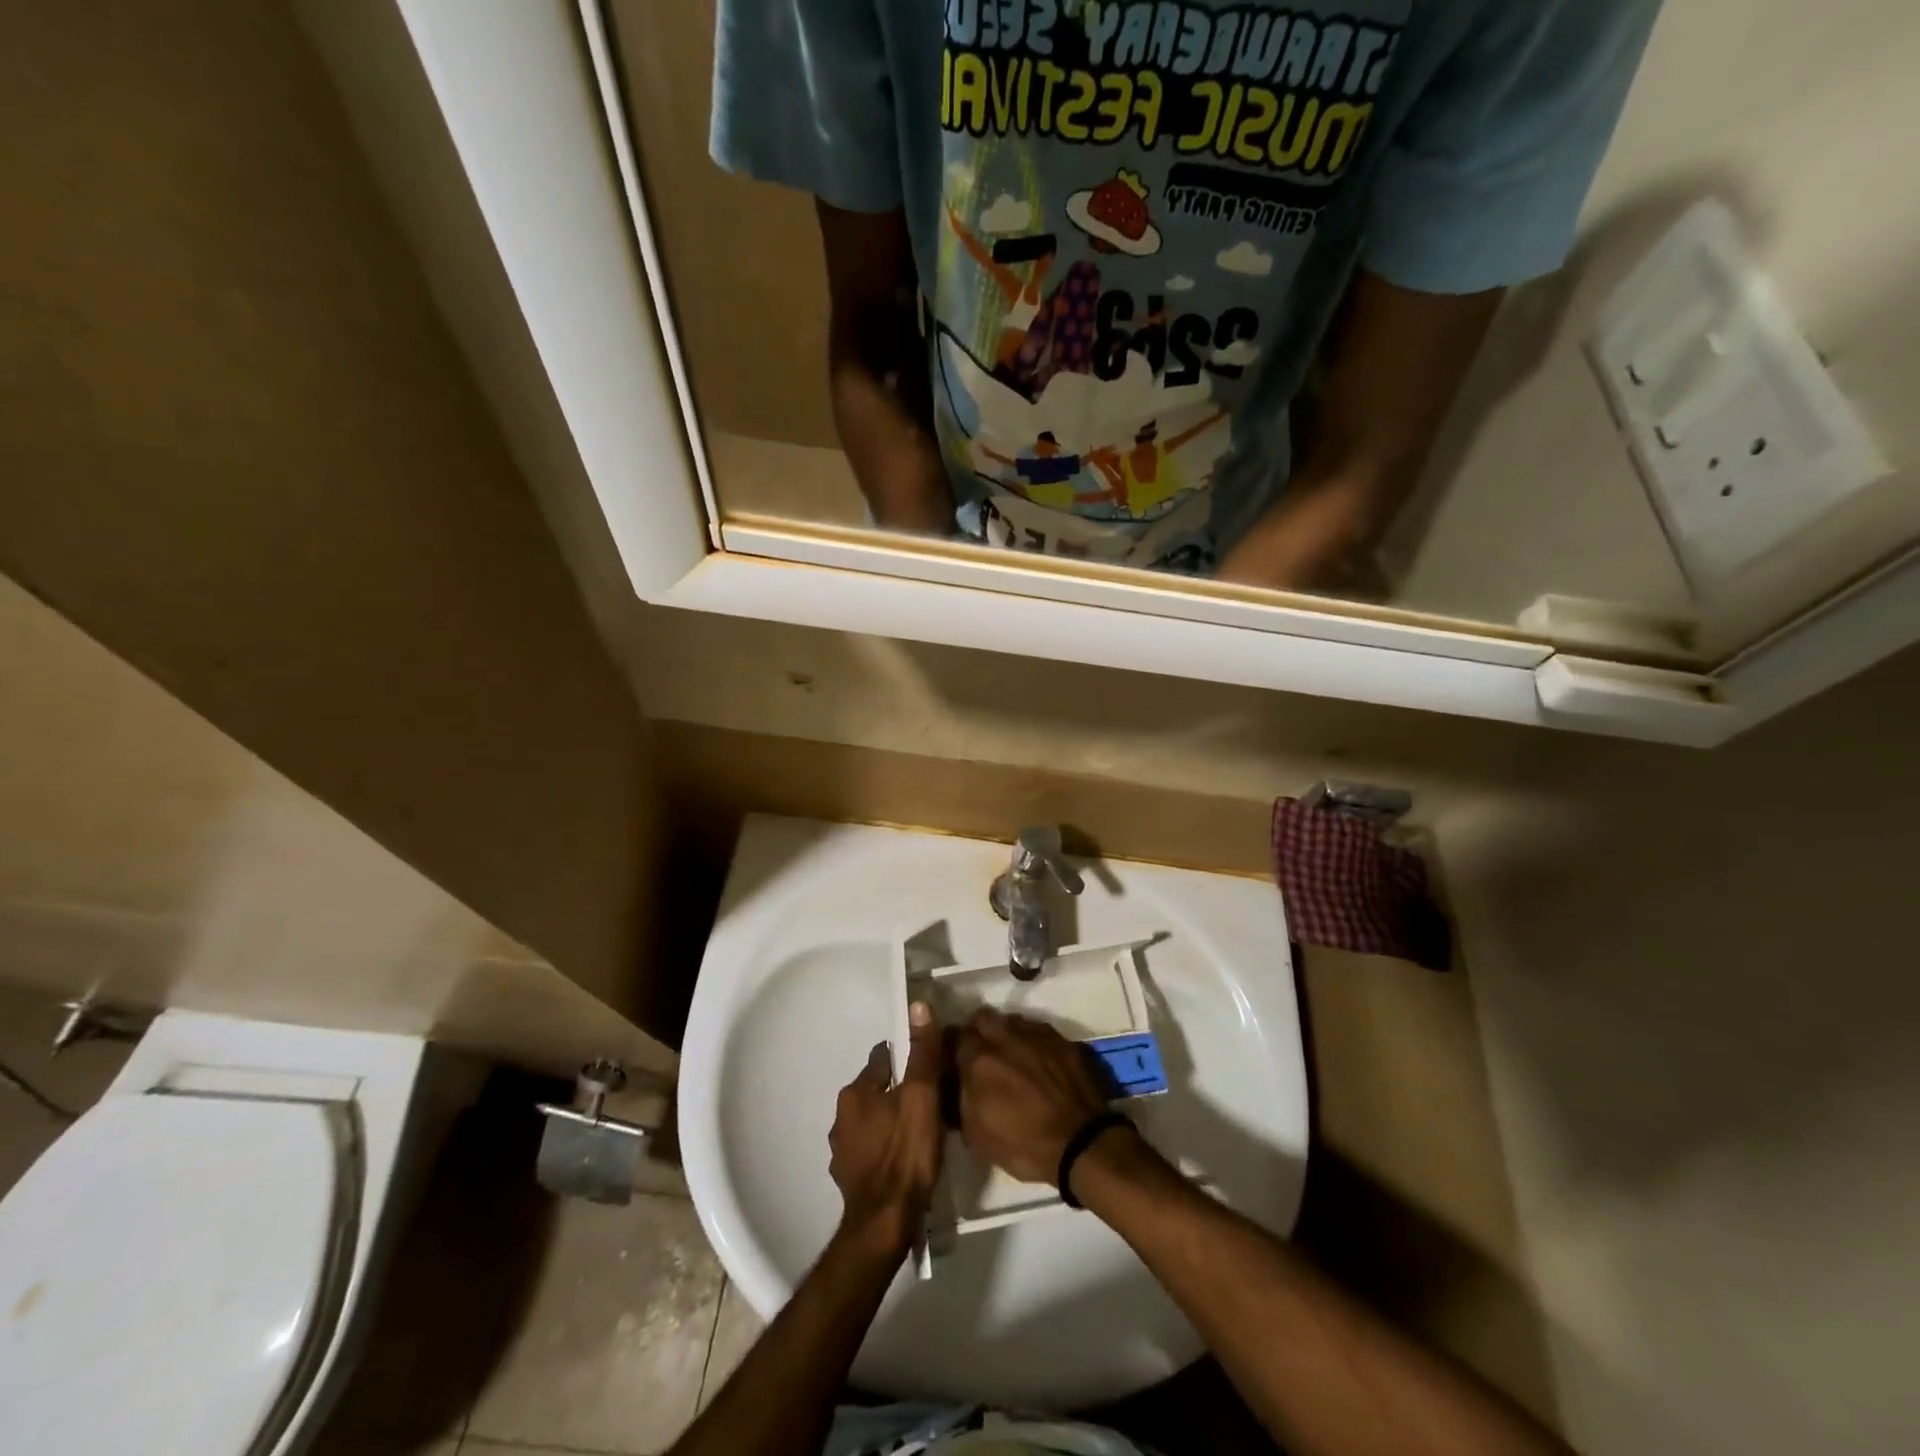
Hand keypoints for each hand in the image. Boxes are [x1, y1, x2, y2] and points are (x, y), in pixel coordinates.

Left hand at [828, 1001, 943, 1256]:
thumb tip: (918, 1004)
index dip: (906, 1059)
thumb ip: (922, 1052)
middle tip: (928, 1099)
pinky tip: (901, 1159)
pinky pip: (869, 1150)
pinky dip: (882, 1148)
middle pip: (875, 1089)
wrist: (883, 1225)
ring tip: (917, 1129)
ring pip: (870, 1120)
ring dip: (888, 1120)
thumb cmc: (906, 1154)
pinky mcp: (847, 1178)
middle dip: (897, 1090)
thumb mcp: (922, 1097)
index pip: (883, 1059)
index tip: (927, 1066)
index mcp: (857, 1091)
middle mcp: (841, 1115)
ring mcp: (841, 1149)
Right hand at [955, 1007, 1108, 1185]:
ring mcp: (1035, 1034)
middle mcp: (1004, 1036)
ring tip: (1010, 1055)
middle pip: (981, 1017)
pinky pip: (1036, 1029)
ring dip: (1004, 1032)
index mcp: (979, 1059)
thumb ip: (959, 1099)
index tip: (954, 1061)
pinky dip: (1030, 1039)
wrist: (1080, 1143)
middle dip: (977, 1031)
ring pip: (1010, 1020)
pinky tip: (1035, 1059)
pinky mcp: (1060, 1038)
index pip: (953, 1036)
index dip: (952, 1048)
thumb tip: (952, 1082)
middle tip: (981, 1054)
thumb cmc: (1023, 1144)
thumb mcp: (976, 1135)